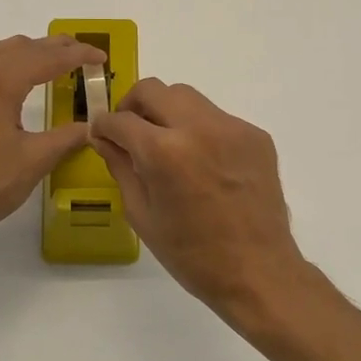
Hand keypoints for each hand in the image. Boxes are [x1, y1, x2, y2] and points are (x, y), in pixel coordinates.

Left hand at [0, 34, 106, 251]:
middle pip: (21, 47)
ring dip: (26, 51)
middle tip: (81, 52)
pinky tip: (10, 85)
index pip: (47, 58)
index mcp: (0, 83)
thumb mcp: (34, 161)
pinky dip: (3, 65)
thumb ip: (66, 138)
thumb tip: (91, 127)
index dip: (78, 55)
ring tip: (48, 60)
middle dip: (53, 47)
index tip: (101, 57)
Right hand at [90, 78, 315, 326]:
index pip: (121, 119)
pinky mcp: (255, 135)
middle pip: (153, 90)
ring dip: (167, 112)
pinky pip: (216, 118)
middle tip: (131, 131)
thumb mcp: (142, 214)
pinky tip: (202, 163)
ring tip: (167, 145)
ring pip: (187, 97)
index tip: (102, 135)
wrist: (258, 271)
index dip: (104, 126)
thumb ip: (120, 167)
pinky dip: (200, 130)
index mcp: (164, 152)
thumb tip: (104, 139)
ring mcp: (232, 127)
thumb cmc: (192, 254)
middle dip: (133, 106)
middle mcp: (199, 127)